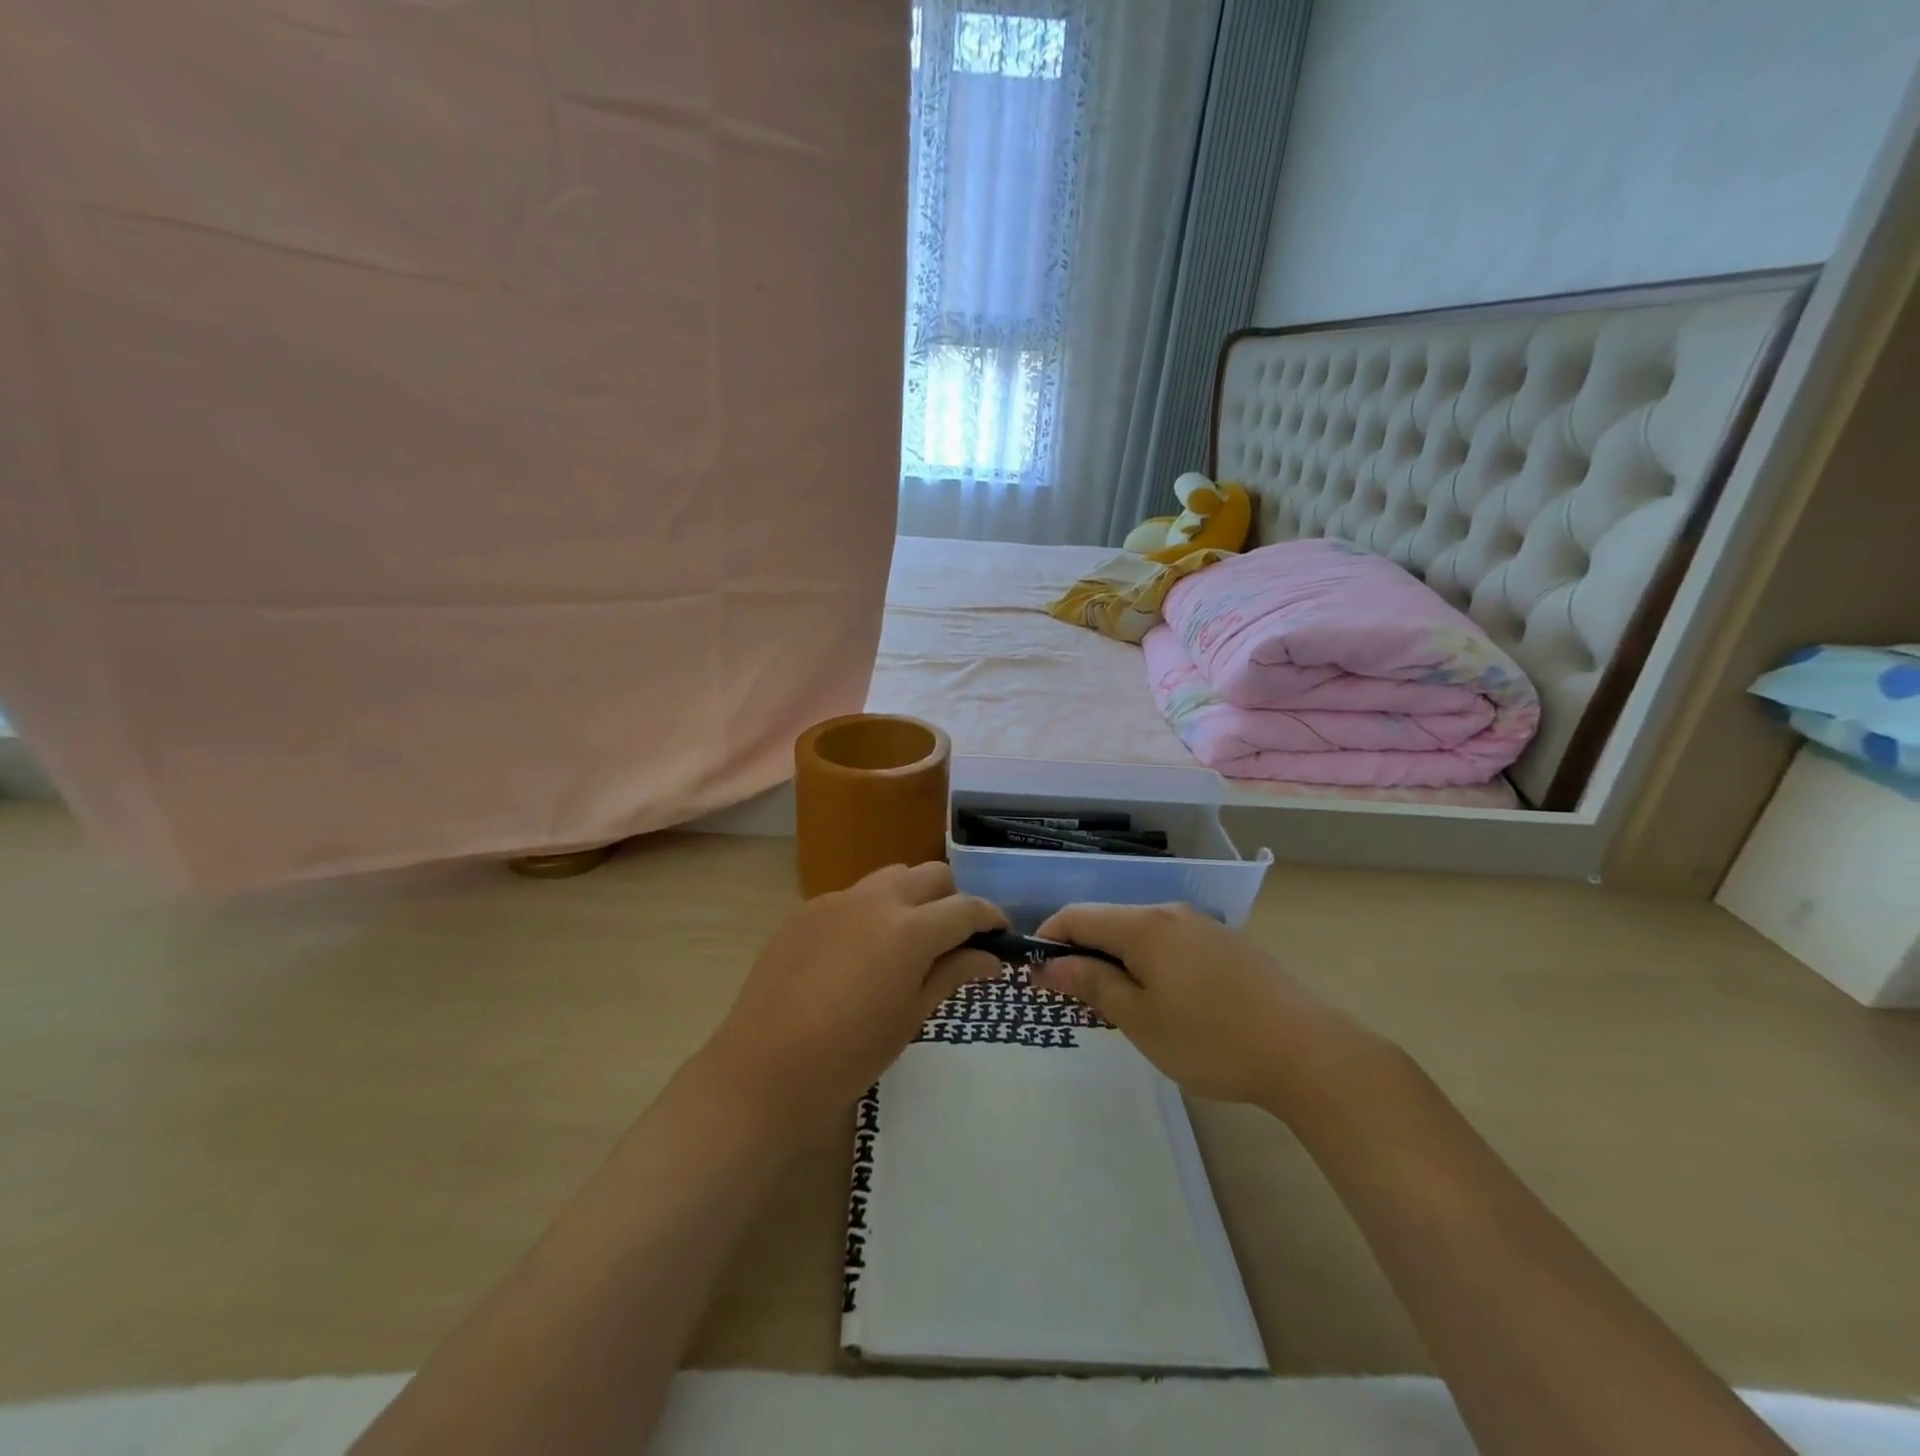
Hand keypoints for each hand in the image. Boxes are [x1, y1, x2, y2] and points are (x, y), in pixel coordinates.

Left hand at [697, 863, 1005, 1132]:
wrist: (763, 1070)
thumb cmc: (849, 1056)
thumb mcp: (911, 1016)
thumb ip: (952, 974)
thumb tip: (990, 956)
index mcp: (909, 930)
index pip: (966, 908)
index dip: (991, 919)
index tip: (1001, 936)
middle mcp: (876, 899)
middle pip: (932, 875)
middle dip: (953, 900)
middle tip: (954, 940)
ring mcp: (837, 899)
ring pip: (893, 876)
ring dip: (913, 897)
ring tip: (909, 939)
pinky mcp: (807, 909)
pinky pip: (855, 895)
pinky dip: (874, 909)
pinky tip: (862, 951)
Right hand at [1031, 902, 1382, 1117]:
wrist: (1307, 1053)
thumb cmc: (1211, 1039)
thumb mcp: (1140, 1019)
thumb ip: (1092, 984)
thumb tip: (1048, 964)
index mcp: (1144, 925)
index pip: (1077, 916)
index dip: (1049, 939)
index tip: (1035, 975)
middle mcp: (1171, 913)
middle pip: (1109, 922)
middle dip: (1083, 955)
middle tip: (1076, 1002)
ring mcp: (1203, 927)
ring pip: (1141, 934)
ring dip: (1117, 962)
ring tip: (1120, 1008)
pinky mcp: (1227, 945)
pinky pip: (1171, 944)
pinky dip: (1150, 964)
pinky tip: (1165, 1003)